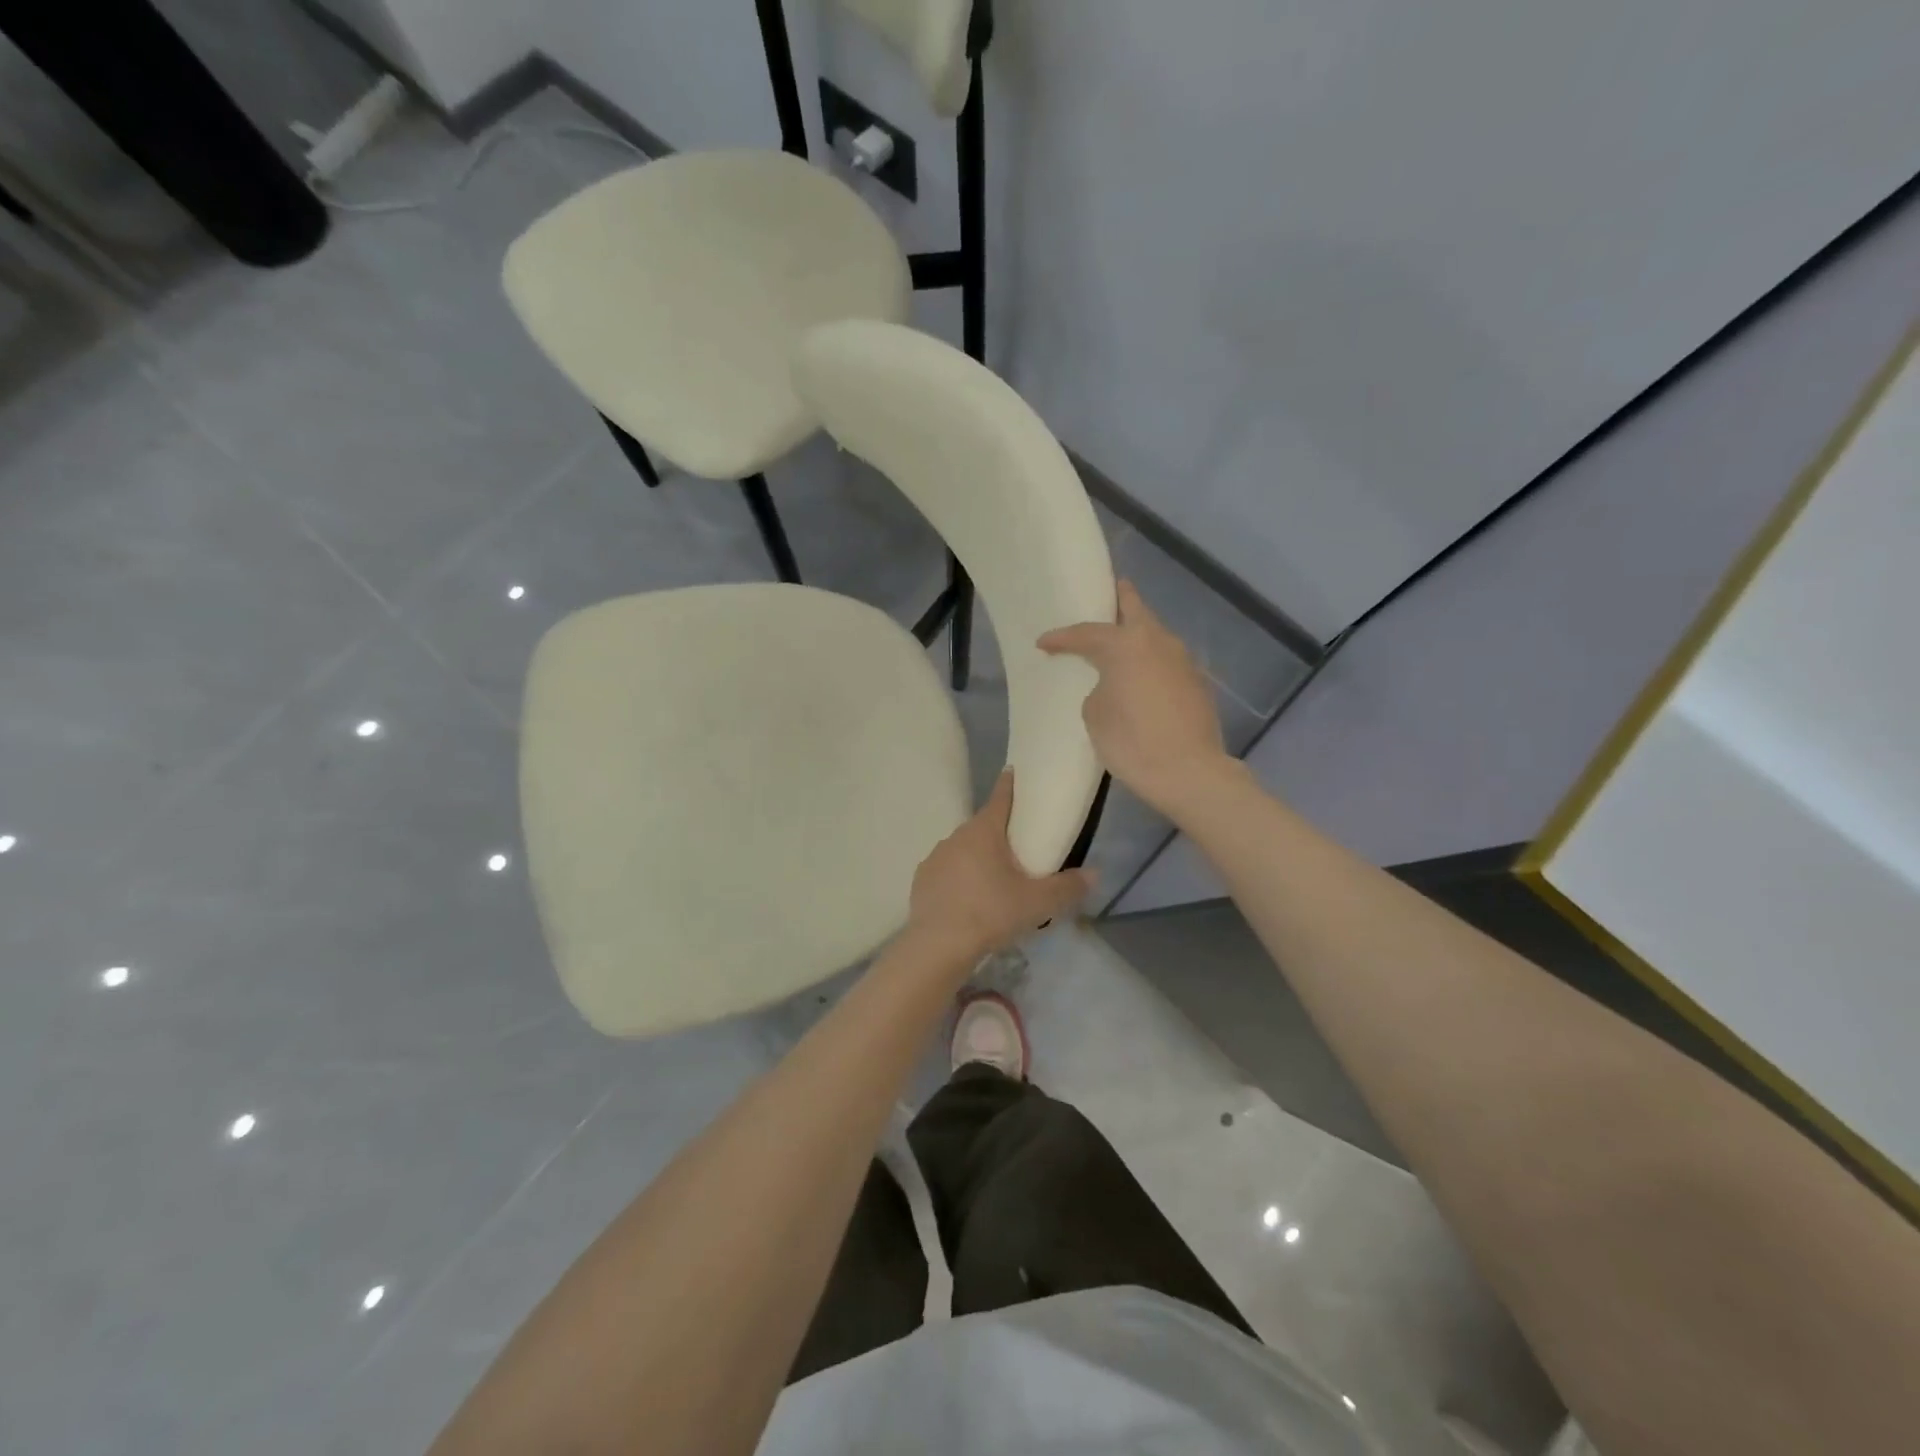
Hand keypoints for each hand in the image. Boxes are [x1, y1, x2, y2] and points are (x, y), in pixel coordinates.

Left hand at [907, 771, 1093, 963]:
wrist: (938, 944)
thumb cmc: (991, 913)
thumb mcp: (1038, 903)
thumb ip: (1068, 887)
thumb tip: (1095, 873)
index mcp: (984, 831)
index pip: (1000, 797)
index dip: (1010, 784)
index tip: (1013, 772)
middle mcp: (956, 836)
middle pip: (983, 826)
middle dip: (999, 832)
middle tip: (1019, 848)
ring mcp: (935, 857)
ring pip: (963, 849)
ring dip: (978, 857)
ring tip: (994, 880)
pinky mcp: (922, 879)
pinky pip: (947, 870)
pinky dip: (959, 878)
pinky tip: (969, 899)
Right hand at [1039, 580, 1234, 816]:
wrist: (1190, 773)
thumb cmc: (1132, 742)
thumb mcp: (1095, 715)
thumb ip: (1099, 689)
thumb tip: (1113, 687)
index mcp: (1126, 644)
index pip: (1087, 633)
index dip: (1062, 638)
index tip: (1043, 643)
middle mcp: (1158, 641)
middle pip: (1135, 608)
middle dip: (1118, 599)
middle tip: (1105, 592)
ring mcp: (1183, 660)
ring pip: (1155, 635)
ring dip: (1136, 635)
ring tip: (1118, 645)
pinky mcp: (1197, 682)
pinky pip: (1166, 661)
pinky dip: (1150, 662)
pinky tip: (1141, 679)